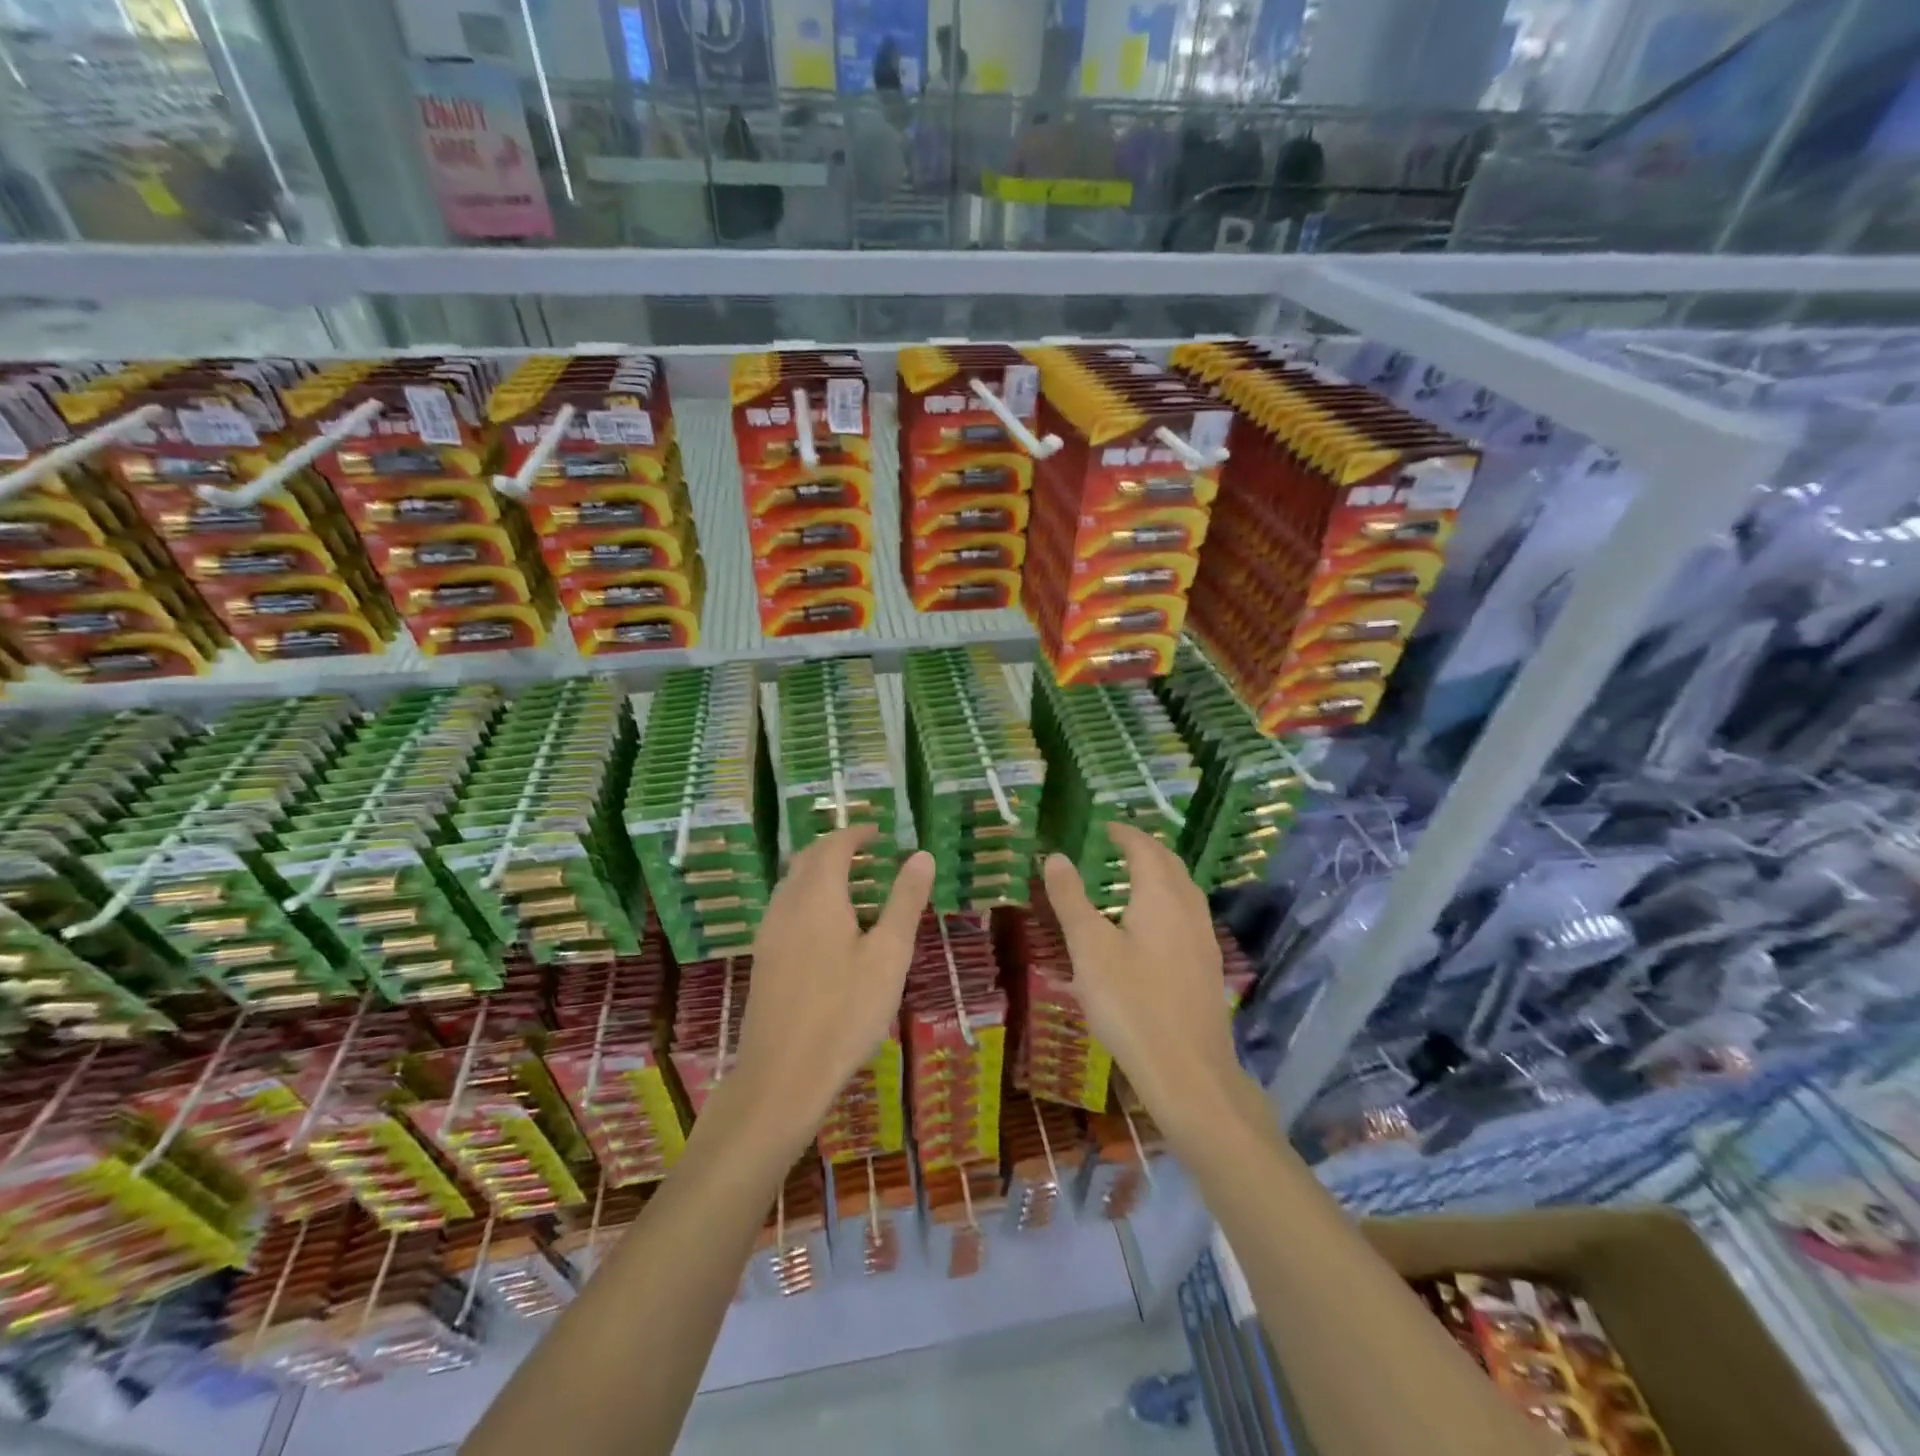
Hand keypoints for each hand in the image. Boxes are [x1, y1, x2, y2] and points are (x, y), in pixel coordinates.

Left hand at [730, 826, 933, 1138]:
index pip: (834, 845)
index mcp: (818, 896)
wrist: (782, 1075)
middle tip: (869, 854)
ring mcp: (768, 932)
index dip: (857, 833)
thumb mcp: (888, 955)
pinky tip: (828, 928)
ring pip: (791, 883)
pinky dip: (807, 897)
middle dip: (836, 848)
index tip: (880, 833)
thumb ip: (904, 901)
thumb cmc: (845, 1012)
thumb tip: (920, 855)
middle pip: (807, 859)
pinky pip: (784, 907)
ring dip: (819, 872)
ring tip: (853, 887)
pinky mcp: (762, 958)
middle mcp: (786, 904)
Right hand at [1043, 824, 1239, 1128]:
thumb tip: (1057, 856)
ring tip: (1132, 879)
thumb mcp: (1089, 948)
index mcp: (1161, 896)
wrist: (1188, 1072)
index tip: (1105, 827)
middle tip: (1118, 846)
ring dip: (1160, 874)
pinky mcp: (1207, 968)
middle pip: (1171, 864)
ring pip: (1184, 890)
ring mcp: (1204, 940)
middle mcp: (1189, 909)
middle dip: (1145, 849)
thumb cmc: (1131, 1004)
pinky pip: (1188, 915)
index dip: (1125, 834)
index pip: (1145, 849)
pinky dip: (1168, 901)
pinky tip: (1152, 927)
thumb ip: (1071, 899)